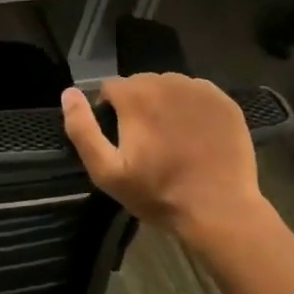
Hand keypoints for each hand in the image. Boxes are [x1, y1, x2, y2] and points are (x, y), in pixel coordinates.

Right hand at [60, 75, 275, 254]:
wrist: (219, 210)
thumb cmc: (157, 193)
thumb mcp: (106, 171)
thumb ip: (82, 129)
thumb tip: (68, 93)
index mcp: (135, 96)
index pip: (110, 88)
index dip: (109, 112)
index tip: (120, 140)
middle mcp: (167, 82)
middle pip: (140, 84)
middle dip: (137, 106)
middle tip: (146, 143)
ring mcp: (200, 90)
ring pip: (169, 87)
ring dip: (164, 105)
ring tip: (171, 139)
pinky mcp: (225, 102)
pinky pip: (197, 95)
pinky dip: (191, 109)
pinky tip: (194, 136)